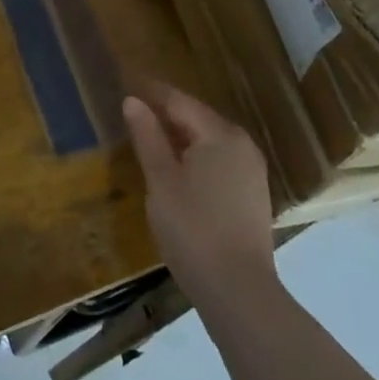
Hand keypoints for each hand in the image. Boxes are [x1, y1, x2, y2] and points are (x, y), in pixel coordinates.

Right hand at [124, 86, 279, 306]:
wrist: (239, 293)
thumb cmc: (193, 229)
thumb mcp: (161, 180)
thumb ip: (147, 137)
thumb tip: (133, 101)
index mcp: (220, 134)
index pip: (179, 101)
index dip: (151, 93)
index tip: (125, 86)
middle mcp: (242, 144)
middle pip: (196, 118)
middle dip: (165, 114)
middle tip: (132, 113)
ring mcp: (252, 171)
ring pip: (208, 141)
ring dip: (180, 137)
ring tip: (149, 139)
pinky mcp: (253, 195)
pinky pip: (219, 161)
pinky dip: (196, 157)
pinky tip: (176, 170)